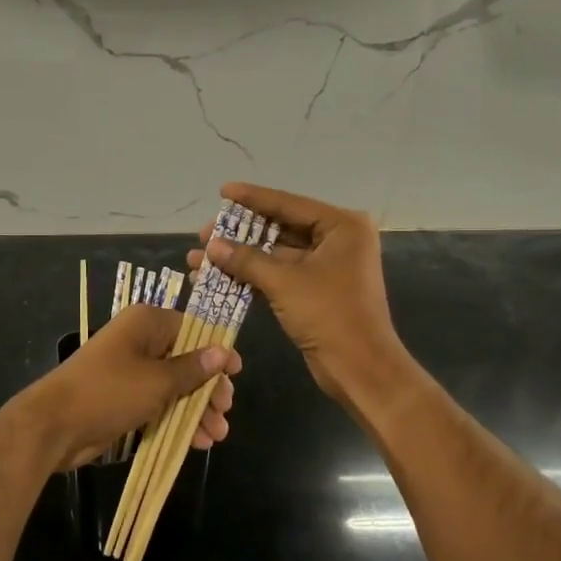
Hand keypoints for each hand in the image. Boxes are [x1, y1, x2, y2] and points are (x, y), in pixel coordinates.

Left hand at [16, 303, 240, 470]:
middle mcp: (140, 341)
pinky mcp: (124, 398)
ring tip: (217, 435)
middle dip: (208, 388)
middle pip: (186, 360)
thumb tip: (222, 351)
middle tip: (225, 411)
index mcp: (146, 323)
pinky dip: (177, 419)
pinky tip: (197, 442)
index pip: (192, 328)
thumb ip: (193, 368)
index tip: (236, 374)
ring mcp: (131, 371)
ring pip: (174, 386)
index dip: (216, 351)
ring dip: (196, 409)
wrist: (54, 425)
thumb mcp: (158, 381)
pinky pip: (159, 404)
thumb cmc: (109, 391)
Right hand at [190, 182, 406, 404]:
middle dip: (239, 234)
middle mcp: (336, 240)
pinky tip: (217, 279)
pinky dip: (250, 277)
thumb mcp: (285, 283)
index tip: (222, 191)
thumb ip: (246, 260)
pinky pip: (278, 276)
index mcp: (341, 226)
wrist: (360, 369)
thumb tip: (210, 246)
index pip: (288, 204)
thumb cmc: (330, 315)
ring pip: (274, 255)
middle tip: (204, 234)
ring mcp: (325, 267)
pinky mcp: (314, 292)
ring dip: (239, 258)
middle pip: (280, 228)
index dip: (252, 198)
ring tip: (200, 259)